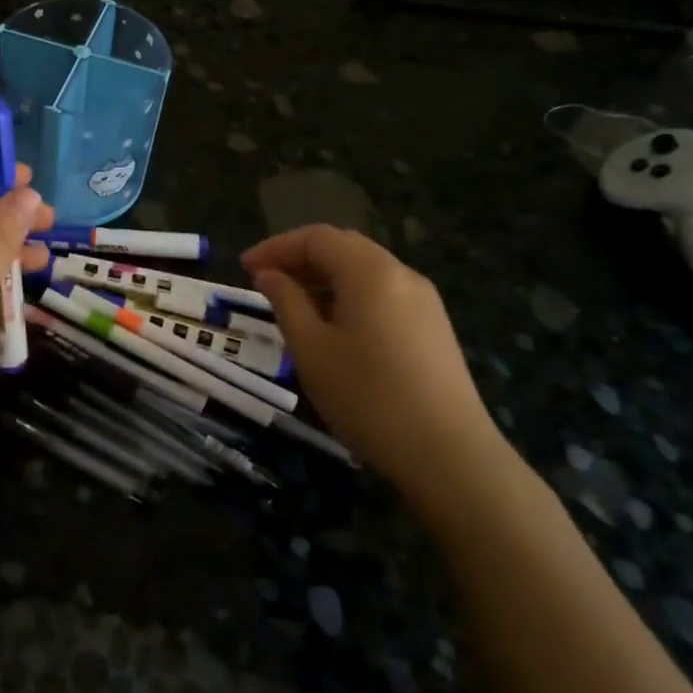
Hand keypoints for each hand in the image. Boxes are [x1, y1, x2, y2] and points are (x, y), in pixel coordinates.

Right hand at [242, 226, 512, 513]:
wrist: (448, 454)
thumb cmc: (368, 397)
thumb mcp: (311, 349)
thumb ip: (286, 302)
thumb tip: (269, 275)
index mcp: (371, 272)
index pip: (317, 238)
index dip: (276, 247)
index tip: (244, 267)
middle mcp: (401, 274)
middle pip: (344, 247)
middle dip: (300, 258)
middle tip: (265, 280)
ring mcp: (424, 300)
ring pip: (365, 270)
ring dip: (324, 277)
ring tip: (293, 304)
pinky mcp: (433, 327)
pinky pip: (383, 293)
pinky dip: (349, 295)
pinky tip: (333, 326)